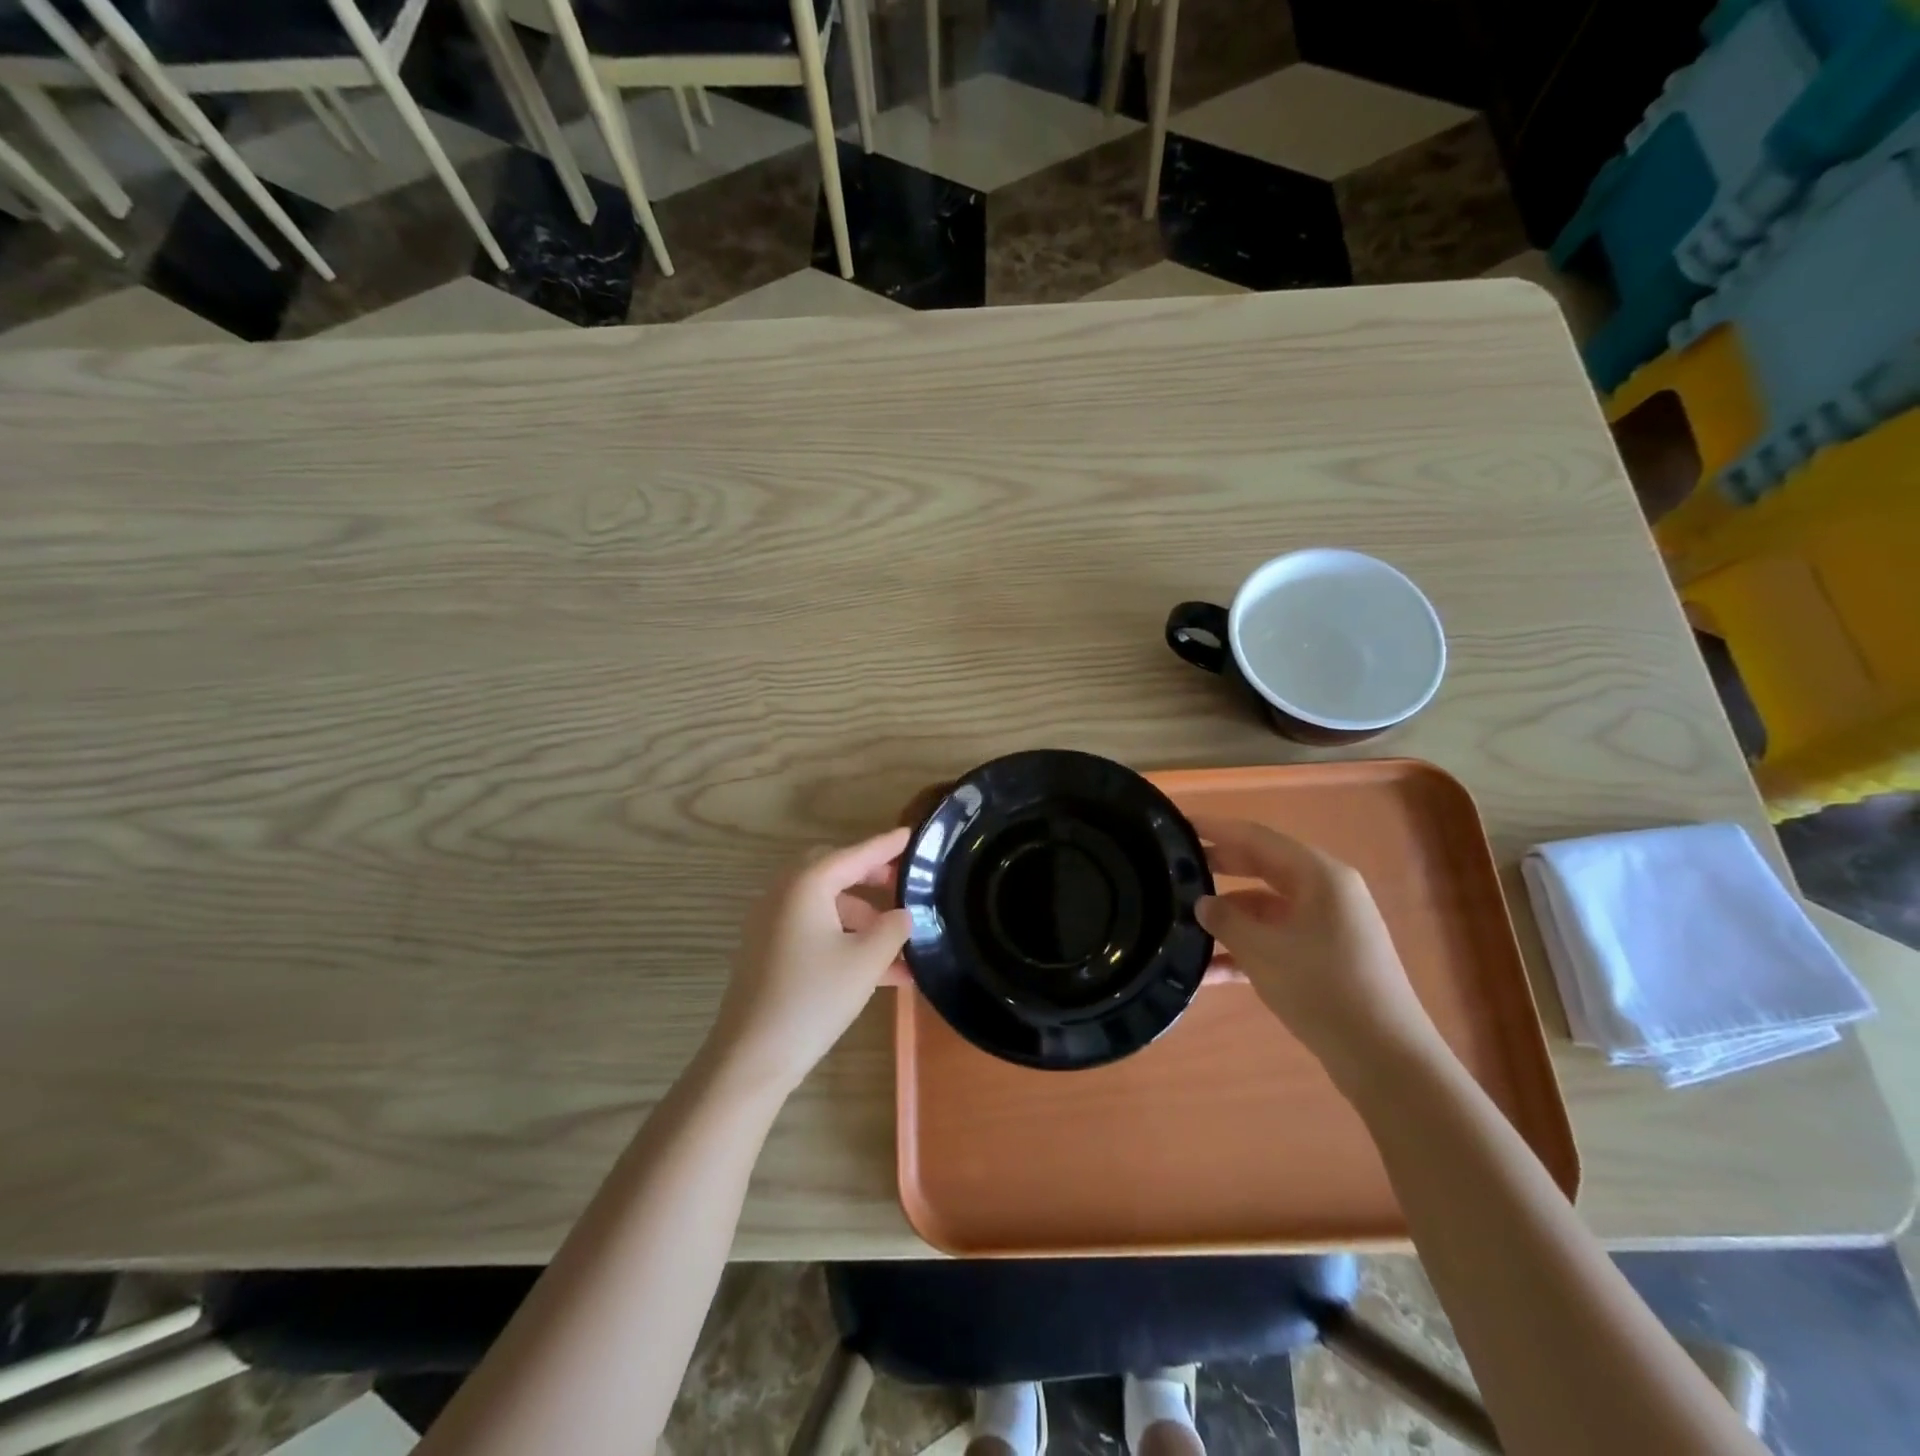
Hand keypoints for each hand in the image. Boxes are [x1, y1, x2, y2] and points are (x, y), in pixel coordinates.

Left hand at [704, 827, 913, 1099]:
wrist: (751, 1056)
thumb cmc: (813, 998)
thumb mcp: (866, 961)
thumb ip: (892, 929)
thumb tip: (902, 914)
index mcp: (806, 885)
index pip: (854, 854)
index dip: (885, 845)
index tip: (910, 835)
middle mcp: (784, 894)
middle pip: (834, 872)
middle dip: (870, 877)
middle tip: (901, 884)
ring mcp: (771, 923)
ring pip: (825, 906)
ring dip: (862, 918)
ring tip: (900, 946)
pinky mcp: (768, 951)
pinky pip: (813, 930)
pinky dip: (843, 939)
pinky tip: (877, 971)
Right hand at [1194, 817, 1443, 1086]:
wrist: (1385, 1059)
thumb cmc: (1323, 989)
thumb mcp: (1263, 951)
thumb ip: (1226, 920)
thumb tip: (1202, 903)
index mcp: (1319, 876)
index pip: (1257, 838)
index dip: (1216, 829)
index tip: (1179, 824)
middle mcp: (1326, 892)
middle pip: (1262, 867)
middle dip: (1219, 869)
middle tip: (1174, 868)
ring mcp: (1328, 926)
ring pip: (1266, 907)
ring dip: (1229, 917)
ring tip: (1182, 925)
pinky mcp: (1326, 957)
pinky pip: (1277, 939)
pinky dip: (1247, 949)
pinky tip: (1210, 971)